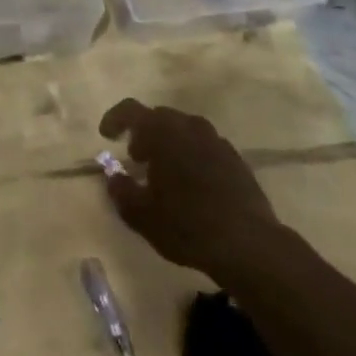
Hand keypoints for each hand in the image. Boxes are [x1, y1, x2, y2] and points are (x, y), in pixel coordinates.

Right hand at [99, 100, 281, 285]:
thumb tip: (114, 177)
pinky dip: (192, 156)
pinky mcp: (237, 161)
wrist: (248, 245)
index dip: (114, 119)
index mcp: (162, 132)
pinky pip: (206, 147)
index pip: (130, 110)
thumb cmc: (186, 225)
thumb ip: (120, 190)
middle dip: (144, 133)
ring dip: (170, 144)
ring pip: (185, 131)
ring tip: (164, 172)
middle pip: (160, 117)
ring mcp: (217, 142)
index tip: (106, 136)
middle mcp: (190, 127)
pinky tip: (192, 185)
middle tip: (136, 158)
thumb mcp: (140, 215)